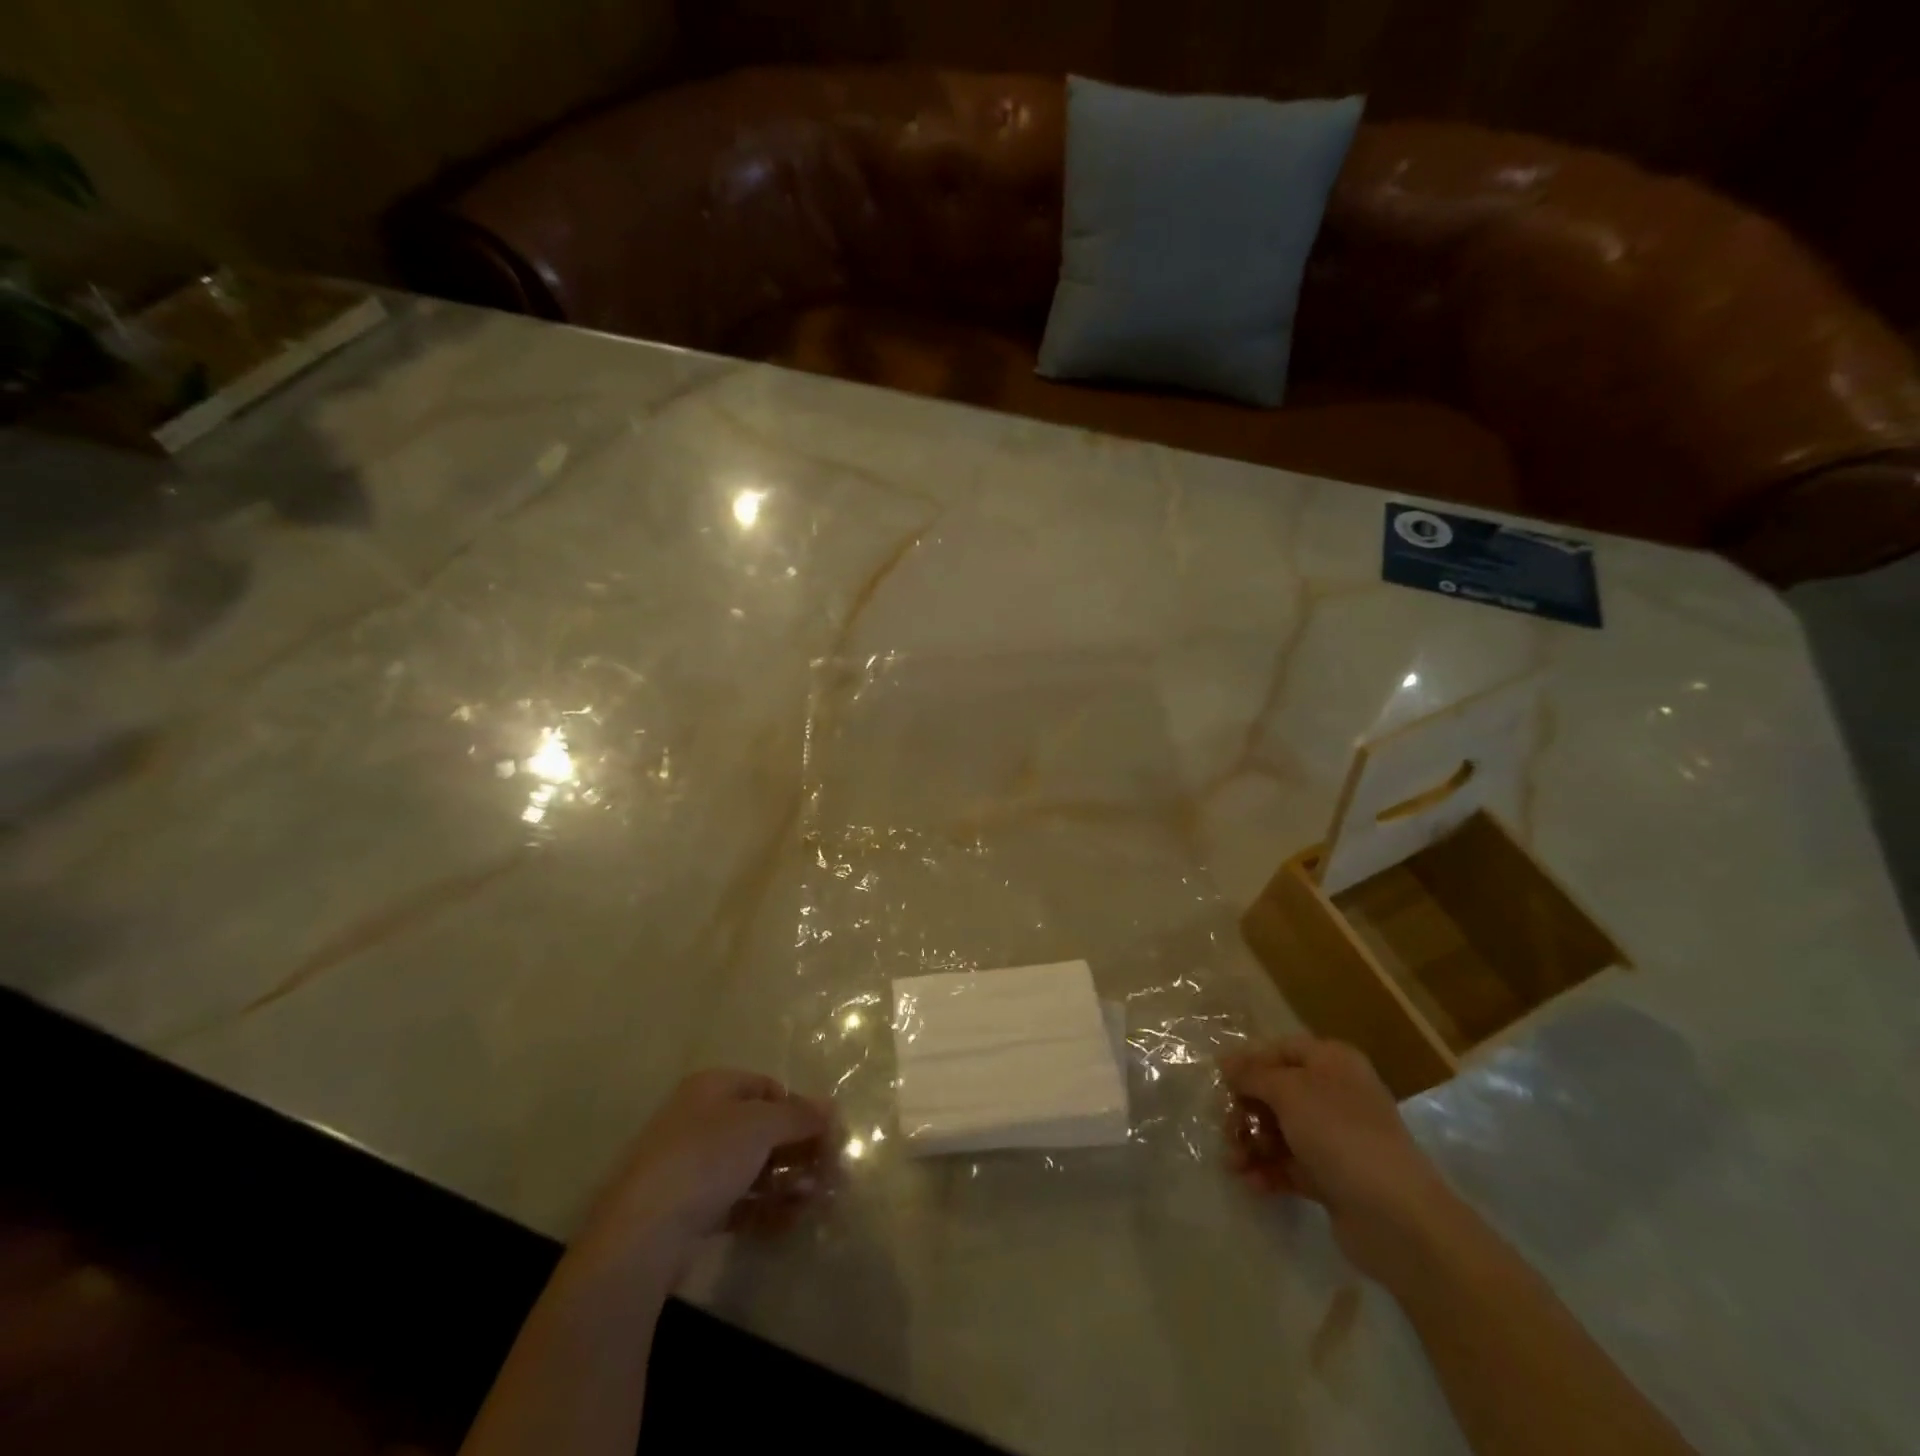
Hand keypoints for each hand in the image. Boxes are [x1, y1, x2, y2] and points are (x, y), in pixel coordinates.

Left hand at [576, 1070, 832, 1270]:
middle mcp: (701, 1120)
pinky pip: (738, 1202)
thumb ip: (799, 1116)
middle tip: (830, 1172)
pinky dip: (766, 1209)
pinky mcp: (690, 1211)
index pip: (767, 1088)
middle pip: (761, 1130)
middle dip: (798, 1150)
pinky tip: (791, 1222)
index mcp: (712, 1088)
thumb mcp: (761, 1126)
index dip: (799, 1107)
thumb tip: (830, 1108)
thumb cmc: (706, 1158)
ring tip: (815, 1200)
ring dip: (788, 1181)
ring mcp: (693, 1168)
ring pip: (752, 1168)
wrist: (643, 1233)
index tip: (826, 1133)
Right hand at [1222, 1037, 1456, 1282]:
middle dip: (1246, 1110)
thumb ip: (1253, 1074)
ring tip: (1233, 1164)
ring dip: (1252, 1144)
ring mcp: (1336, 1138)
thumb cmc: (1339, 1133)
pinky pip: (1291, 1165)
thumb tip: (1226, 1062)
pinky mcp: (1334, 1177)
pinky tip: (1252, 1183)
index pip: (1281, 1050)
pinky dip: (1269, 1171)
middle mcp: (1336, 1094)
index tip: (1220, 1081)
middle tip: (1225, 1130)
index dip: (1250, 1062)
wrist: (1396, 1216)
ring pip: (1281, 1131)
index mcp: (1332, 1062)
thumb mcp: (1288, 1091)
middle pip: (1277, 1092)